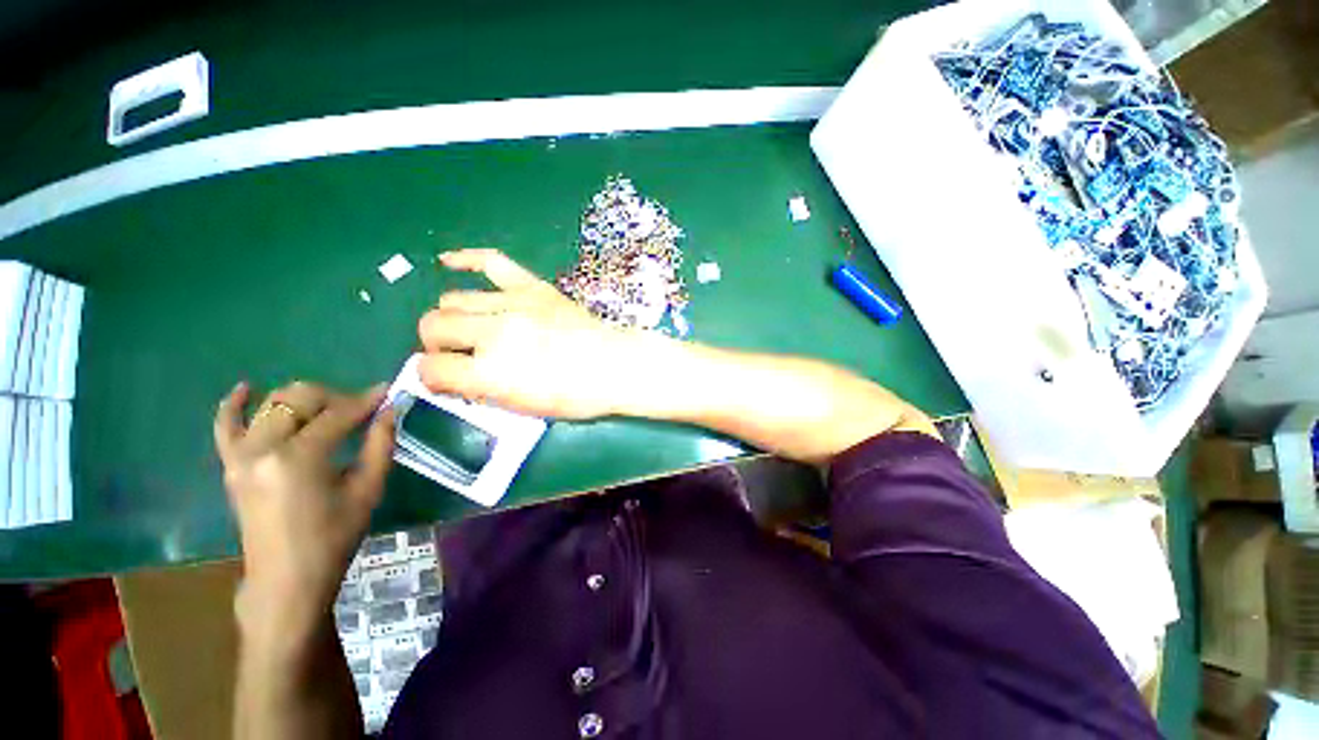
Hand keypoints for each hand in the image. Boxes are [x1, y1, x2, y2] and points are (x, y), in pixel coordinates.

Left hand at [214, 381, 394, 637]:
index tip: (388, 391)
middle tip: (360, 411)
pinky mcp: (230, 466)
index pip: (337, 413)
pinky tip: (245, 388)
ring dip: (303, 400)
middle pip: (301, 399)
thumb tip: (391, 409)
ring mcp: (240, 455)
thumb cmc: (333, 537)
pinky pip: (225, 426)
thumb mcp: (367, 490)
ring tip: (327, 411)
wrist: (286, 579)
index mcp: (299, 458)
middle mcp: (263, 448)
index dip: (366, 400)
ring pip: (271, 405)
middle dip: (335, 398)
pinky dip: (233, 404)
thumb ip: (380, 444)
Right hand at [418, 249, 640, 419]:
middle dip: (436, 344)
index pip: (430, 370)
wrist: (616, 365)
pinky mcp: (533, 287)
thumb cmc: (577, 395)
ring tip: (471, 328)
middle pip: (433, 326)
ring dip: (453, 317)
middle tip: (458, 354)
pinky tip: (447, 262)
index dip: (431, 377)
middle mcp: (494, 333)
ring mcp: (513, 304)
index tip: (444, 378)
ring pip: (453, 299)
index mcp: (491, 372)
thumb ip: (482, 391)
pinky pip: (491, 261)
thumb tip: (453, 377)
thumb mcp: (525, 408)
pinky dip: (465, 259)